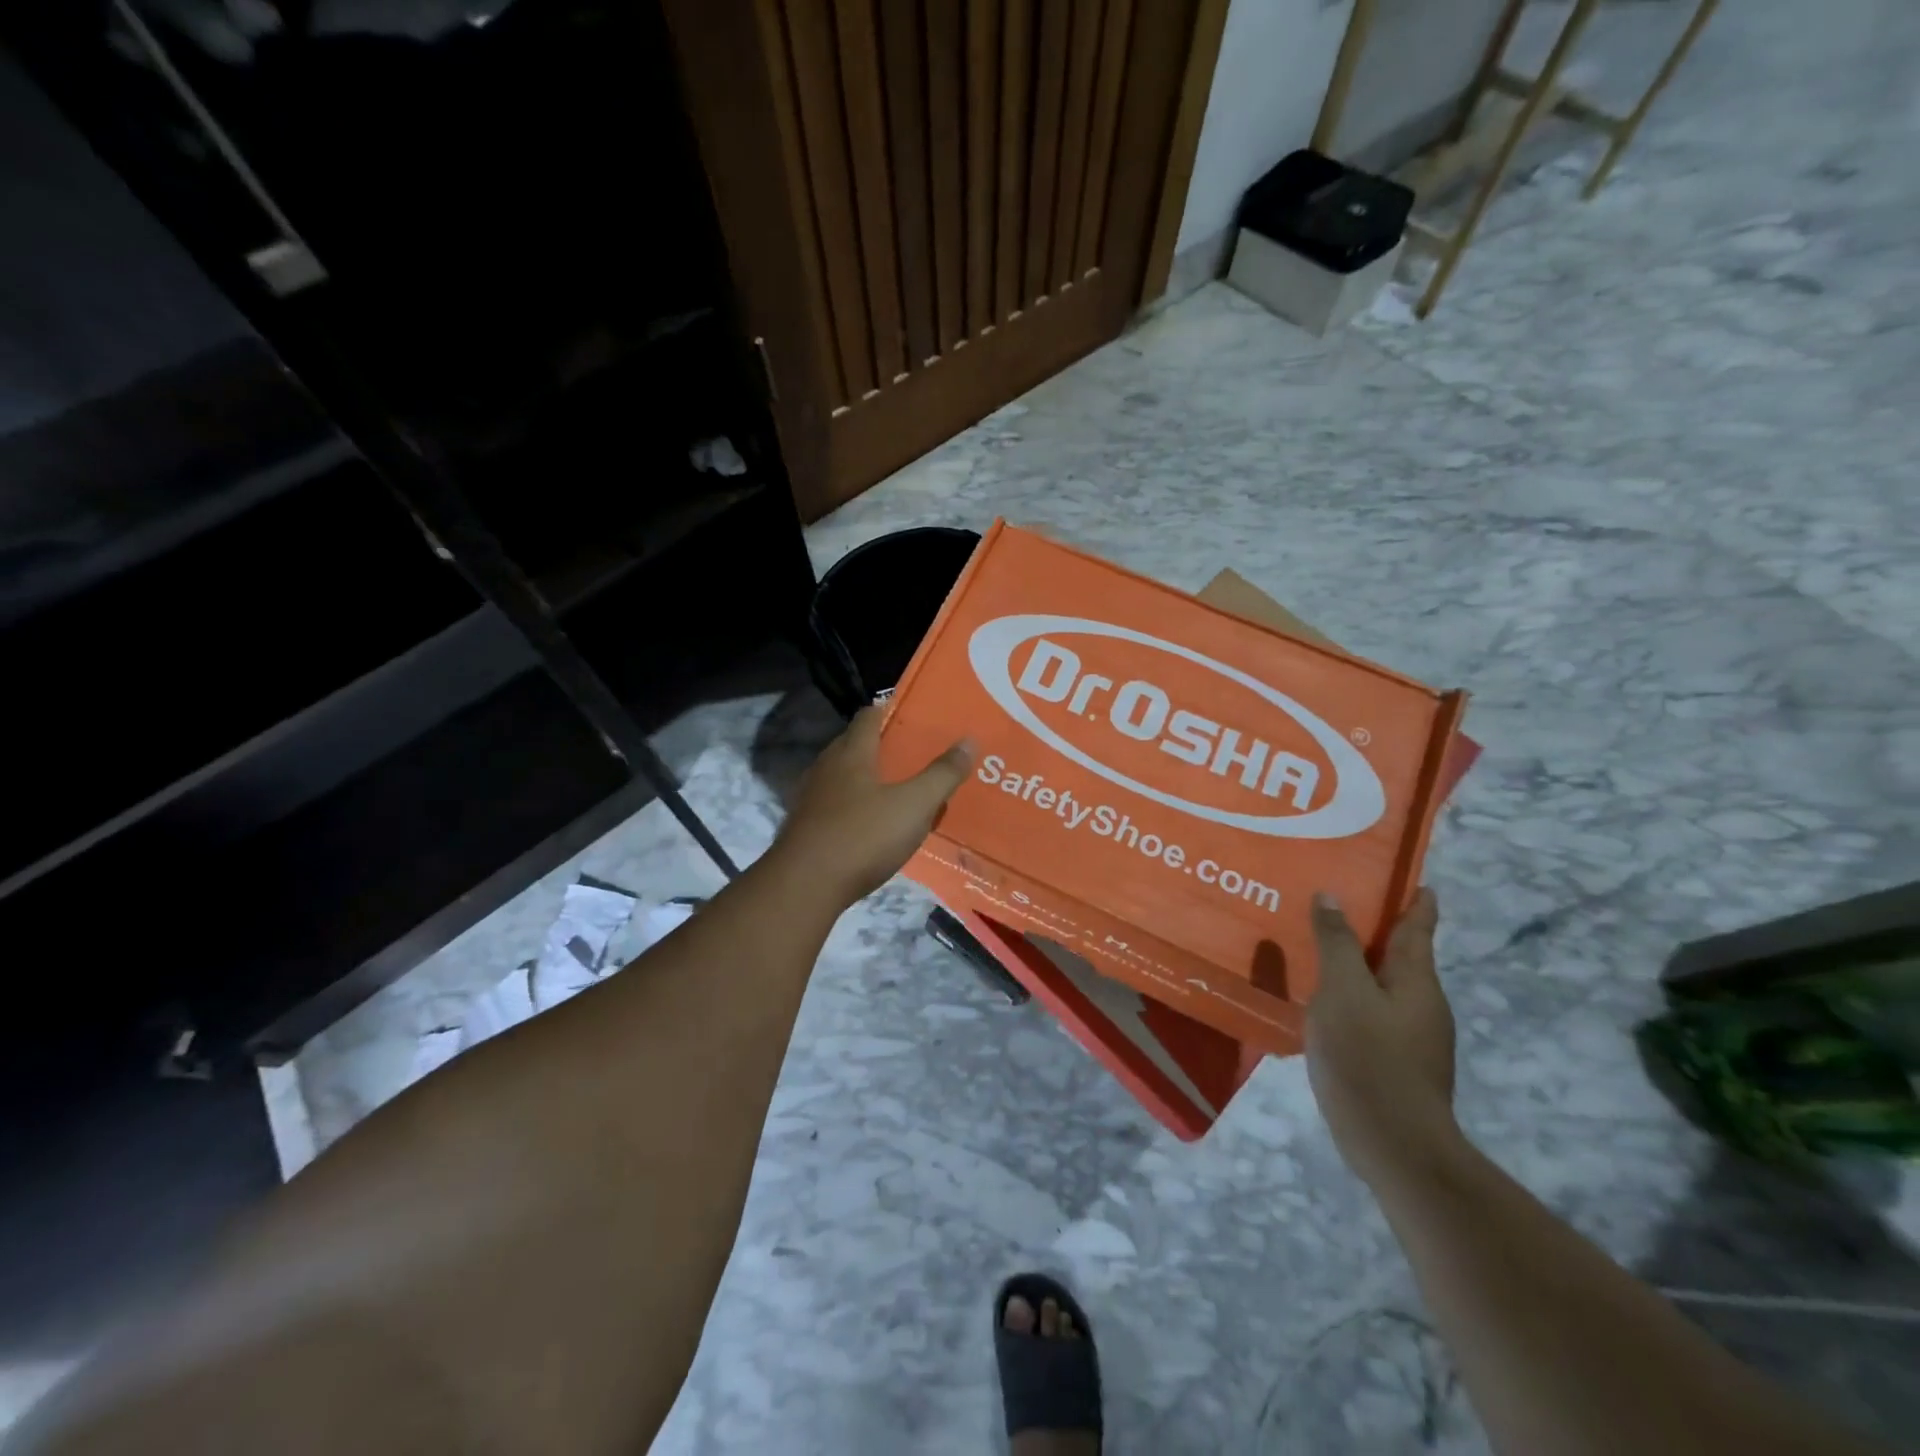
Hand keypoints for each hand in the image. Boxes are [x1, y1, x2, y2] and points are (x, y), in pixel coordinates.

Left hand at [773, 707, 973, 904]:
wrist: (805, 887)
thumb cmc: (862, 836)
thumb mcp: (914, 806)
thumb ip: (942, 774)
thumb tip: (969, 741)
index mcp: (851, 753)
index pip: (869, 716)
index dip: (891, 710)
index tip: (915, 717)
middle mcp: (826, 767)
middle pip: (854, 745)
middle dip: (883, 746)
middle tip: (916, 754)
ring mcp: (811, 798)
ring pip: (844, 777)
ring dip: (869, 778)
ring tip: (899, 789)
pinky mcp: (806, 827)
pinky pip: (836, 806)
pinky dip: (856, 807)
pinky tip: (874, 825)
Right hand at [1305, 888, 1457, 1187]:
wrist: (1395, 1145)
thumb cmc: (1369, 1057)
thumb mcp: (1343, 991)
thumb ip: (1336, 943)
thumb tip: (1331, 896)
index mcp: (1417, 981)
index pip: (1418, 928)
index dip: (1417, 902)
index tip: (1417, 880)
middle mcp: (1423, 1004)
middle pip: (1402, 956)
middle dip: (1378, 930)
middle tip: (1341, 905)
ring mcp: (1413, 1038)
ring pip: (1384, 986)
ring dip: (1360, 964)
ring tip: (1321, 948)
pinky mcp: (1395, 1063)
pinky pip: (1371, 1013)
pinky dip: (1352, 996)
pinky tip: (1323, 1001)